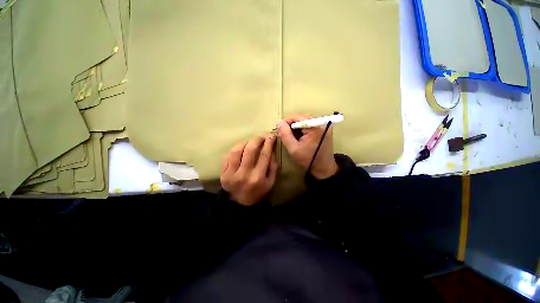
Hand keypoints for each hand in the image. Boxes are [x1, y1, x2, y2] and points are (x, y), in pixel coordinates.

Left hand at [220, 135, 278, 205]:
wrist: (239, 203)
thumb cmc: (258, 192)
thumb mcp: (270, 182)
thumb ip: (273, 167)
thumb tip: (271, 151)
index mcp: (258, 177)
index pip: (264, 155)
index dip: (269, 143)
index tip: (271, 136)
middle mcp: (244, 174)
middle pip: (250, 150)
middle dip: (257, 139)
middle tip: (261, 137)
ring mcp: (231, 173)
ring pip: (237, 150)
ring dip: (245, 142)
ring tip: (251, 141)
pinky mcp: (223, 173)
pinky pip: (229, 155)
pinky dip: (236, 148)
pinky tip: (241, 147)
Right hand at [277, 114, 337, 179]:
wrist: (324, 168)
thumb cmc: (308, 160)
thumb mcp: (293, 149)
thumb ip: (285, 135)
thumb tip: (278, 122)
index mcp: (314, 127)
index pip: (297, 117)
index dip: (286, 122)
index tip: (279, 130)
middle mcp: (321, 123)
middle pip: (301, 118)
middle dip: (291, 125)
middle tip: (284, 134)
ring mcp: (324, 126)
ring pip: (305, 122)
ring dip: (296, 128)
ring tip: (291, 137)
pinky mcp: (324, 130)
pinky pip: (309, 125)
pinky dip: (302, 130)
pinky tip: (299, 138)